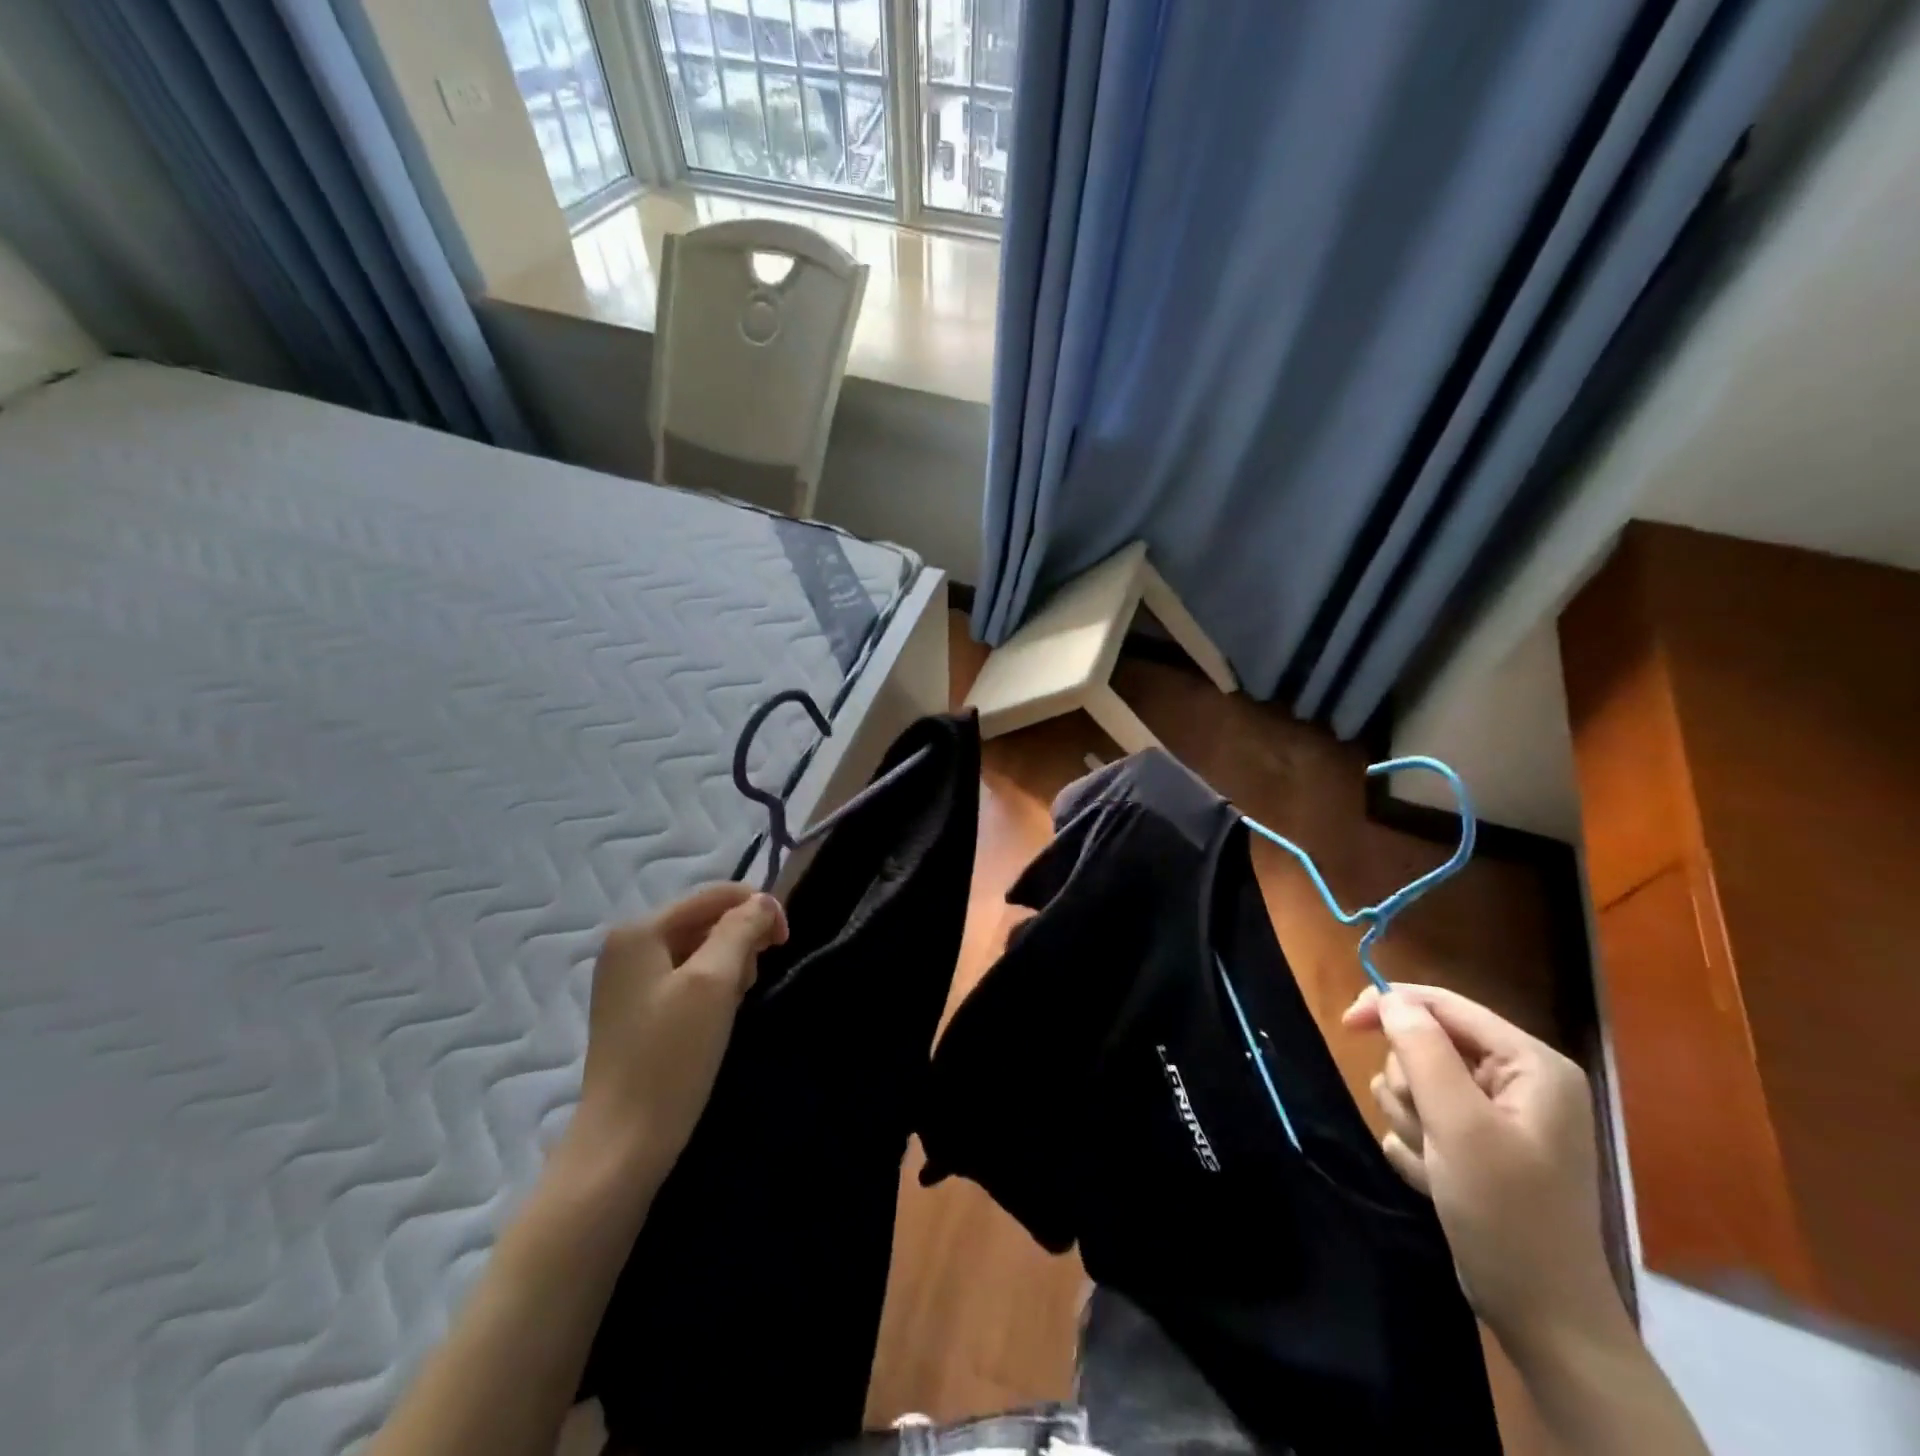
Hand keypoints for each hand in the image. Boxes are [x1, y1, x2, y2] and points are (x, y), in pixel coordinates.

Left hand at [564, 883, 787, 1190]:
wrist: (624, 1143)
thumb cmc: (670, 1057)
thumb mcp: (714, 983)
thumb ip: (741, 930)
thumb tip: (762, 902)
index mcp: (639, 931)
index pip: (713, 895)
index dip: (756, 908)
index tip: (785, 941)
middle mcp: (627, 946)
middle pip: (705, 919)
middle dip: (740, 940)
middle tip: (754, 981)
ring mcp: (628, 979)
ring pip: (698, 949)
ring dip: (729, 965)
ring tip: (736, 1001)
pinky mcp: (635, 1010)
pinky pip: (685, 976)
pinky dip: (711, 986)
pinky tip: (718, 1015)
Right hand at [1343, 984, 1622, 1354]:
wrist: (1542, 1317)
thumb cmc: (1507, 1213)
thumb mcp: (1459, 1125)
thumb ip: (1422, 1051)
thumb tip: (1389, 997)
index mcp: (1530, 1064)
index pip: (1444, 1005)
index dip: (1391, 1006)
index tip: (1345, 1025)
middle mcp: (1516, 1081)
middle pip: (1424, 1045)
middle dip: (1411, 1087)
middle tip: (1430, 1131)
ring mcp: (1495, 1116)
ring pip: (1414, 1083)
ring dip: (1410, 1121)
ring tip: (1437, 1163)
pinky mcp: (1474, 1145)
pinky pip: (1419, 1119)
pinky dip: (1417, 1147)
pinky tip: (1437, 1181)